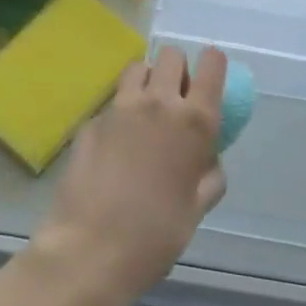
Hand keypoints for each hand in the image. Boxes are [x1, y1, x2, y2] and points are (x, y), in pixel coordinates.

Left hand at [27, 46, 226, 305]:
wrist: (91, 250)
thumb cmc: (157, 235)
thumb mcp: (198, 207)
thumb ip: (209, 173)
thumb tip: (207, 157)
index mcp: (194, 121)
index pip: (212, 63)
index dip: (213, 66)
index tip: (209, 81)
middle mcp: (159, 103)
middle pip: (171, 55)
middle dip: (178, 70)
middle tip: (176, 100)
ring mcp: (120, 108)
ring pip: (138, 67)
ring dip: (147, 80)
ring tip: (145, 111)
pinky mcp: (92, 121)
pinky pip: (113, 102)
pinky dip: (120, 112)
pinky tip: (115, 145)